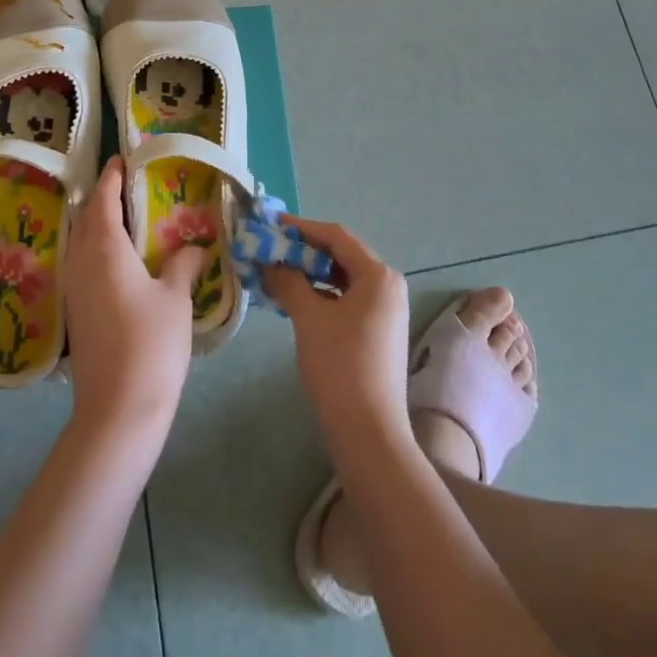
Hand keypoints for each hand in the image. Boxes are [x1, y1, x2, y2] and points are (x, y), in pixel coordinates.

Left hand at [63, 156, 201, 442]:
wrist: (118, 410)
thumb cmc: (151, 345)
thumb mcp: (175, 299)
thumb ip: (183, 265)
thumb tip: (193, 248)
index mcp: (104, 250)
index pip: (102, 201)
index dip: (111, 177)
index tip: (121, 159)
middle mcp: (81, 263)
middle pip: (86, 219)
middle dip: (103, 198)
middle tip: (128, 186)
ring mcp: (74, 290)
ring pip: (81, 243)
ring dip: (97, 224)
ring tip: (126, 219)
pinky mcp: (76, 313)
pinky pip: (82, 265)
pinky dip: (97, 249)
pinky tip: (120, 261)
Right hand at [262, 217, 411, 447]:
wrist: (368, 431)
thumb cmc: (340, 365)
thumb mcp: (308, 317)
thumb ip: (288, 281)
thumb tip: (269, 261)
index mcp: (378, 275)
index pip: (336, 236)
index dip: (302, 227)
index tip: (271, 224)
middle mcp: (387, 285)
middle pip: (341, 255)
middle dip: (304, 251)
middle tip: (270, 249)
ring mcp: (385, 310)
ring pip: (342, 278)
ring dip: (310, 273)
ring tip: (276, 272)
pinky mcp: (378, 331)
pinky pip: (346, 299)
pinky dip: (321, 295)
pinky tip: (295, 300)